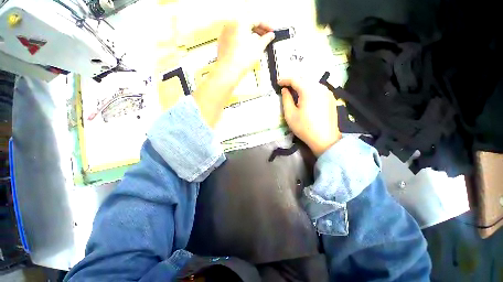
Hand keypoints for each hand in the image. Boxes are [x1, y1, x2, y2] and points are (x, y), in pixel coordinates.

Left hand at [217, 20, 274, 77]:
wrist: (229, 71)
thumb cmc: (240, 61)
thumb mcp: (258, 48)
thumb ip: (266, 39)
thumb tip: (269, 36)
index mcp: (240, 22)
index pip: (257, 19)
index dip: (266, 25)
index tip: (270, 31)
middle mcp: (231, 24)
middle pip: (248, 23)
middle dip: (258, 30)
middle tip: (265, 37)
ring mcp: (225, 33)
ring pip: (240, 30)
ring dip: (250, 35)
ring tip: (257, 43)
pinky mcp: (223, 42)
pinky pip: (234, 37)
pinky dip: (242, 40)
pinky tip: (247, 48)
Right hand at [279, 78, 341, 156]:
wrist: (325, 139)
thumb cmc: (304, 127)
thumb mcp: (290, 114)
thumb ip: (286, 99)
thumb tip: (285, 90)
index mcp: (309, 90)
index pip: (295, 79)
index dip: (285, 79)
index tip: (278, 83)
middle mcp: (320, 87)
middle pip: (305, 79)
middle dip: (294, 82)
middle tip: (285, 87)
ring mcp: (328, 92)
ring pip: (312, 83)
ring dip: (302, 86)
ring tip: (295, 92)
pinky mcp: (331, 98)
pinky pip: (319, 89)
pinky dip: (310, 90)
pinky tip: (306, 97)